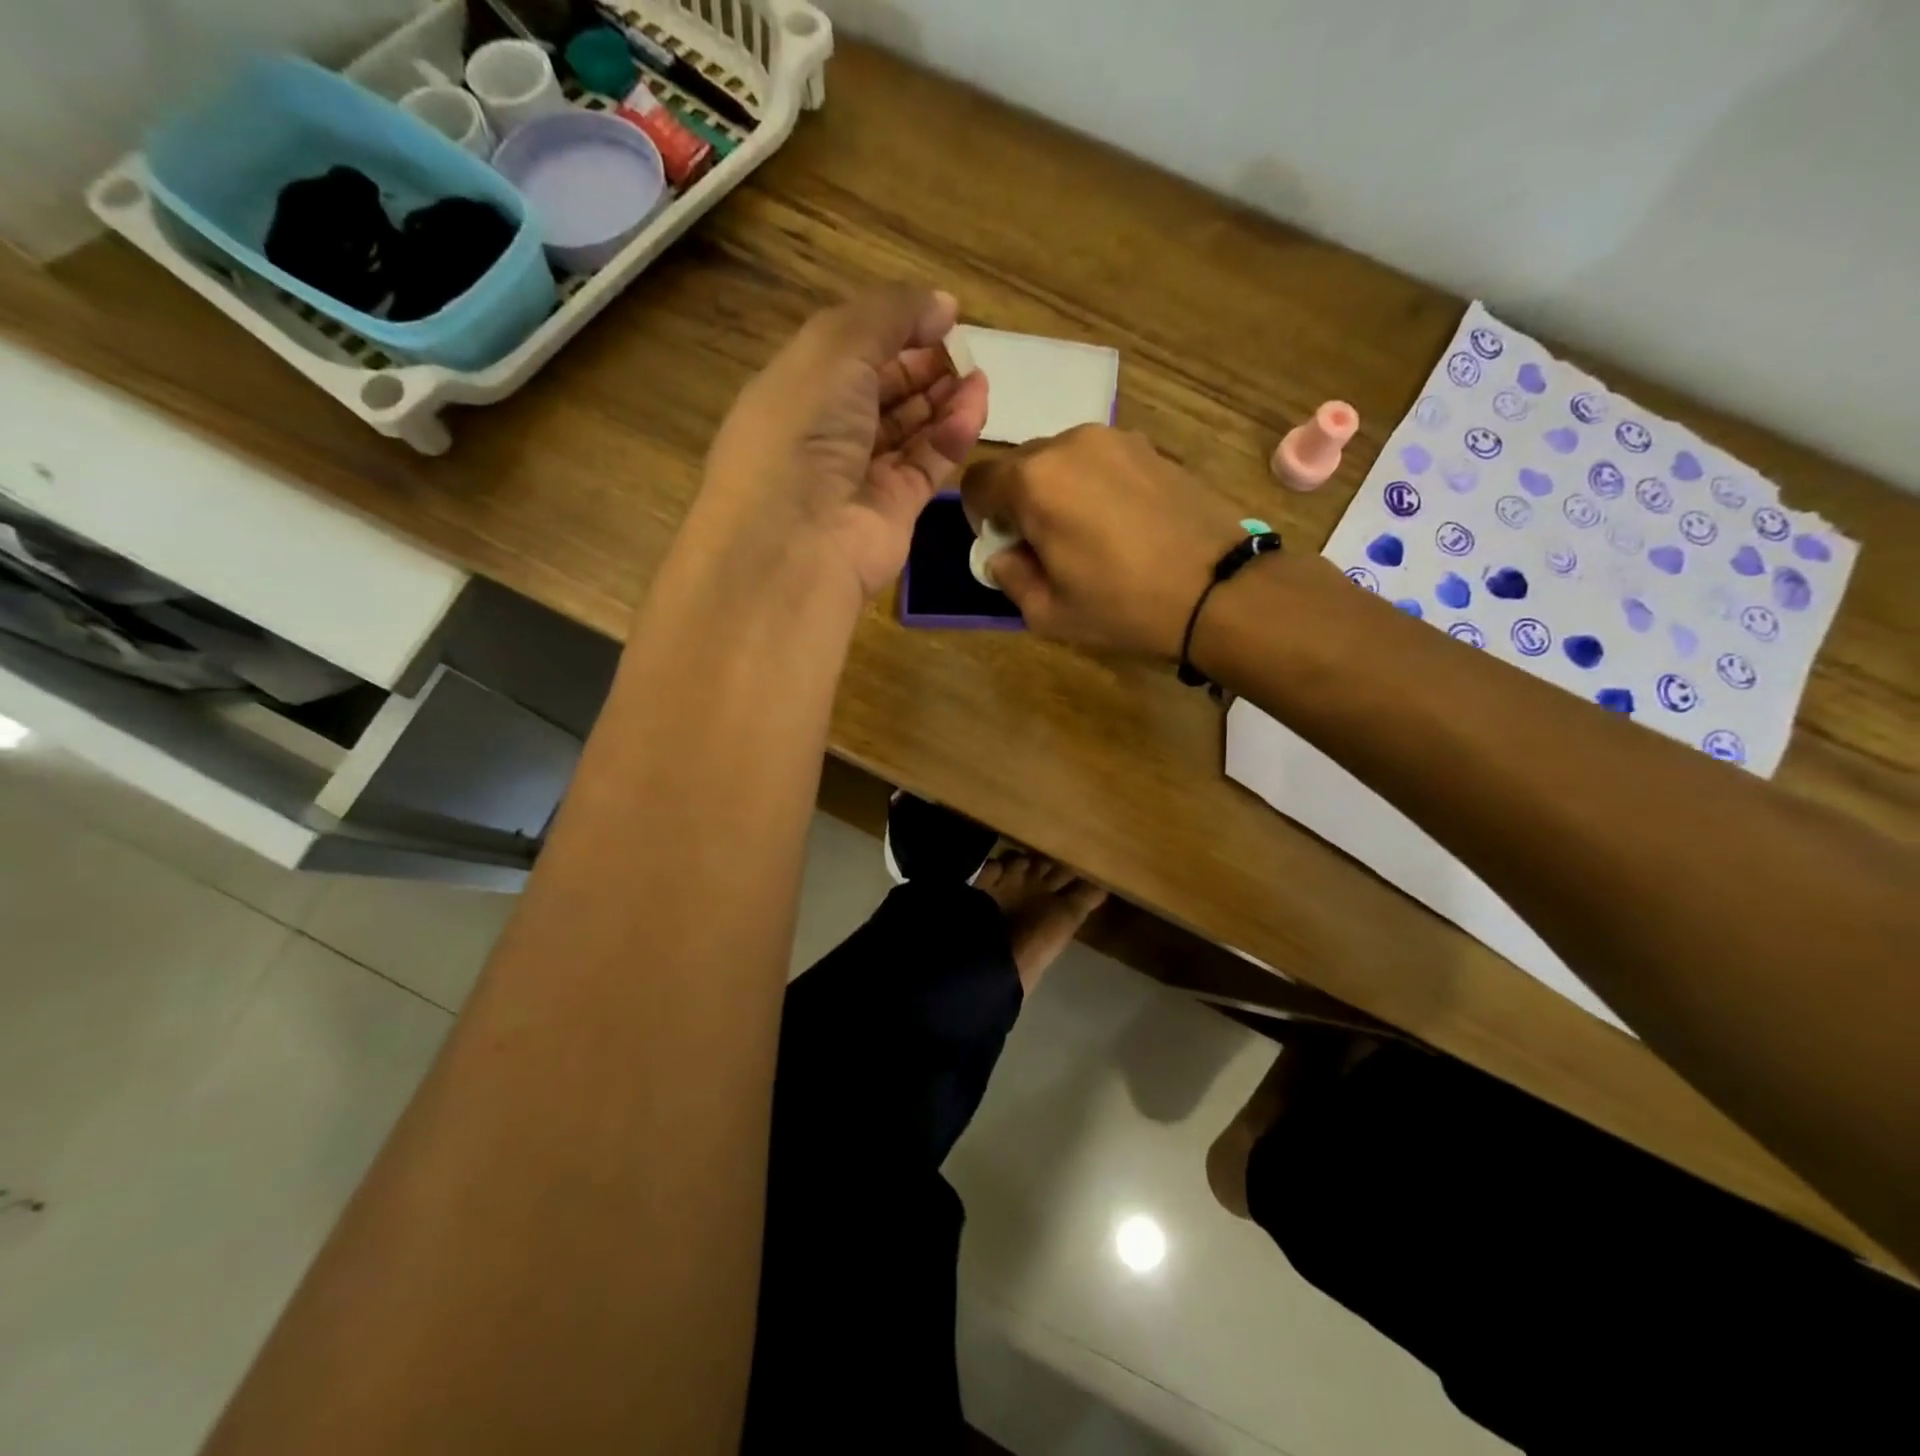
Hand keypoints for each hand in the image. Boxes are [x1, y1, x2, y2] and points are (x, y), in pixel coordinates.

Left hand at [695, 285, 989, 601]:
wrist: (798, 540)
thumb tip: (943, 304)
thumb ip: (890, 315)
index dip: (894, 331)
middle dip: (923, 366)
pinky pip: (929, 464)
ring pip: (911, 429)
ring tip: (979, 374)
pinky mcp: (895, 509)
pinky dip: (953, 435)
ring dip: (944, 398)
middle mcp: (827, 433)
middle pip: (884, 392)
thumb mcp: (835, 348)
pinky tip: (976, 406)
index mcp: (798, 390)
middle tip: (963, 349)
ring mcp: (862, 476)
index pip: (851, 353)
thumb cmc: (803, 430)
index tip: (940, 317)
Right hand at [960, 426, 1251, 658]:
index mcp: (1035, 481)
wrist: (1220, 590)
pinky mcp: (1151, 446)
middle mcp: (1070, 443)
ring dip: (1058, 490)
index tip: (1006, 546)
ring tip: (1089, 534)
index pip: (978, 481)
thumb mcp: (1047, 612)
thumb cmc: (1124, 607)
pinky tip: (1123, 523)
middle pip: (1020, 465)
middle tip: (1046, 545)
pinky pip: (1101, 460)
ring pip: (1062, 459)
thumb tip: (1003, 554)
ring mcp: (1116, 438)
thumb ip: (1009, 576)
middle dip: (1020, 502)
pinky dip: (1095, 485)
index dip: (981, 517)